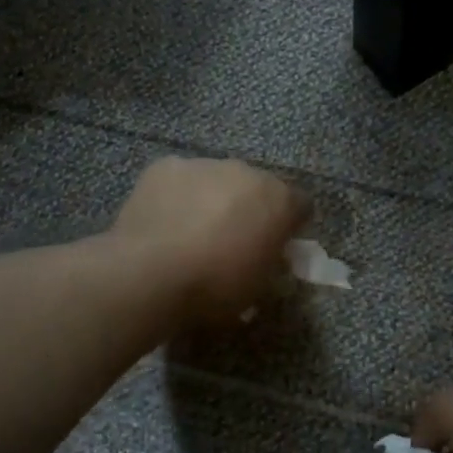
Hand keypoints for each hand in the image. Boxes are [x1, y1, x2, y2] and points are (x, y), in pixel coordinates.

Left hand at [111, 157, 309, 323]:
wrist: (151, 274)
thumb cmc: (215, 287)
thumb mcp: (258, 288)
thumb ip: (270, 263)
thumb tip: (266, 255)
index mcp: (279, 200)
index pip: (301, 206)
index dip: (290, 227)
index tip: (276, 247)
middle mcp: (247, 172)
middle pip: (257, 187)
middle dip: (250, 208)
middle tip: (232, 241)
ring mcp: (204, 164)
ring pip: (217, 180)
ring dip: (213, 200)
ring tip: (191, 233)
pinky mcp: (166, 166)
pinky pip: (180, 179)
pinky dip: (177, 196)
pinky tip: (163, 223)